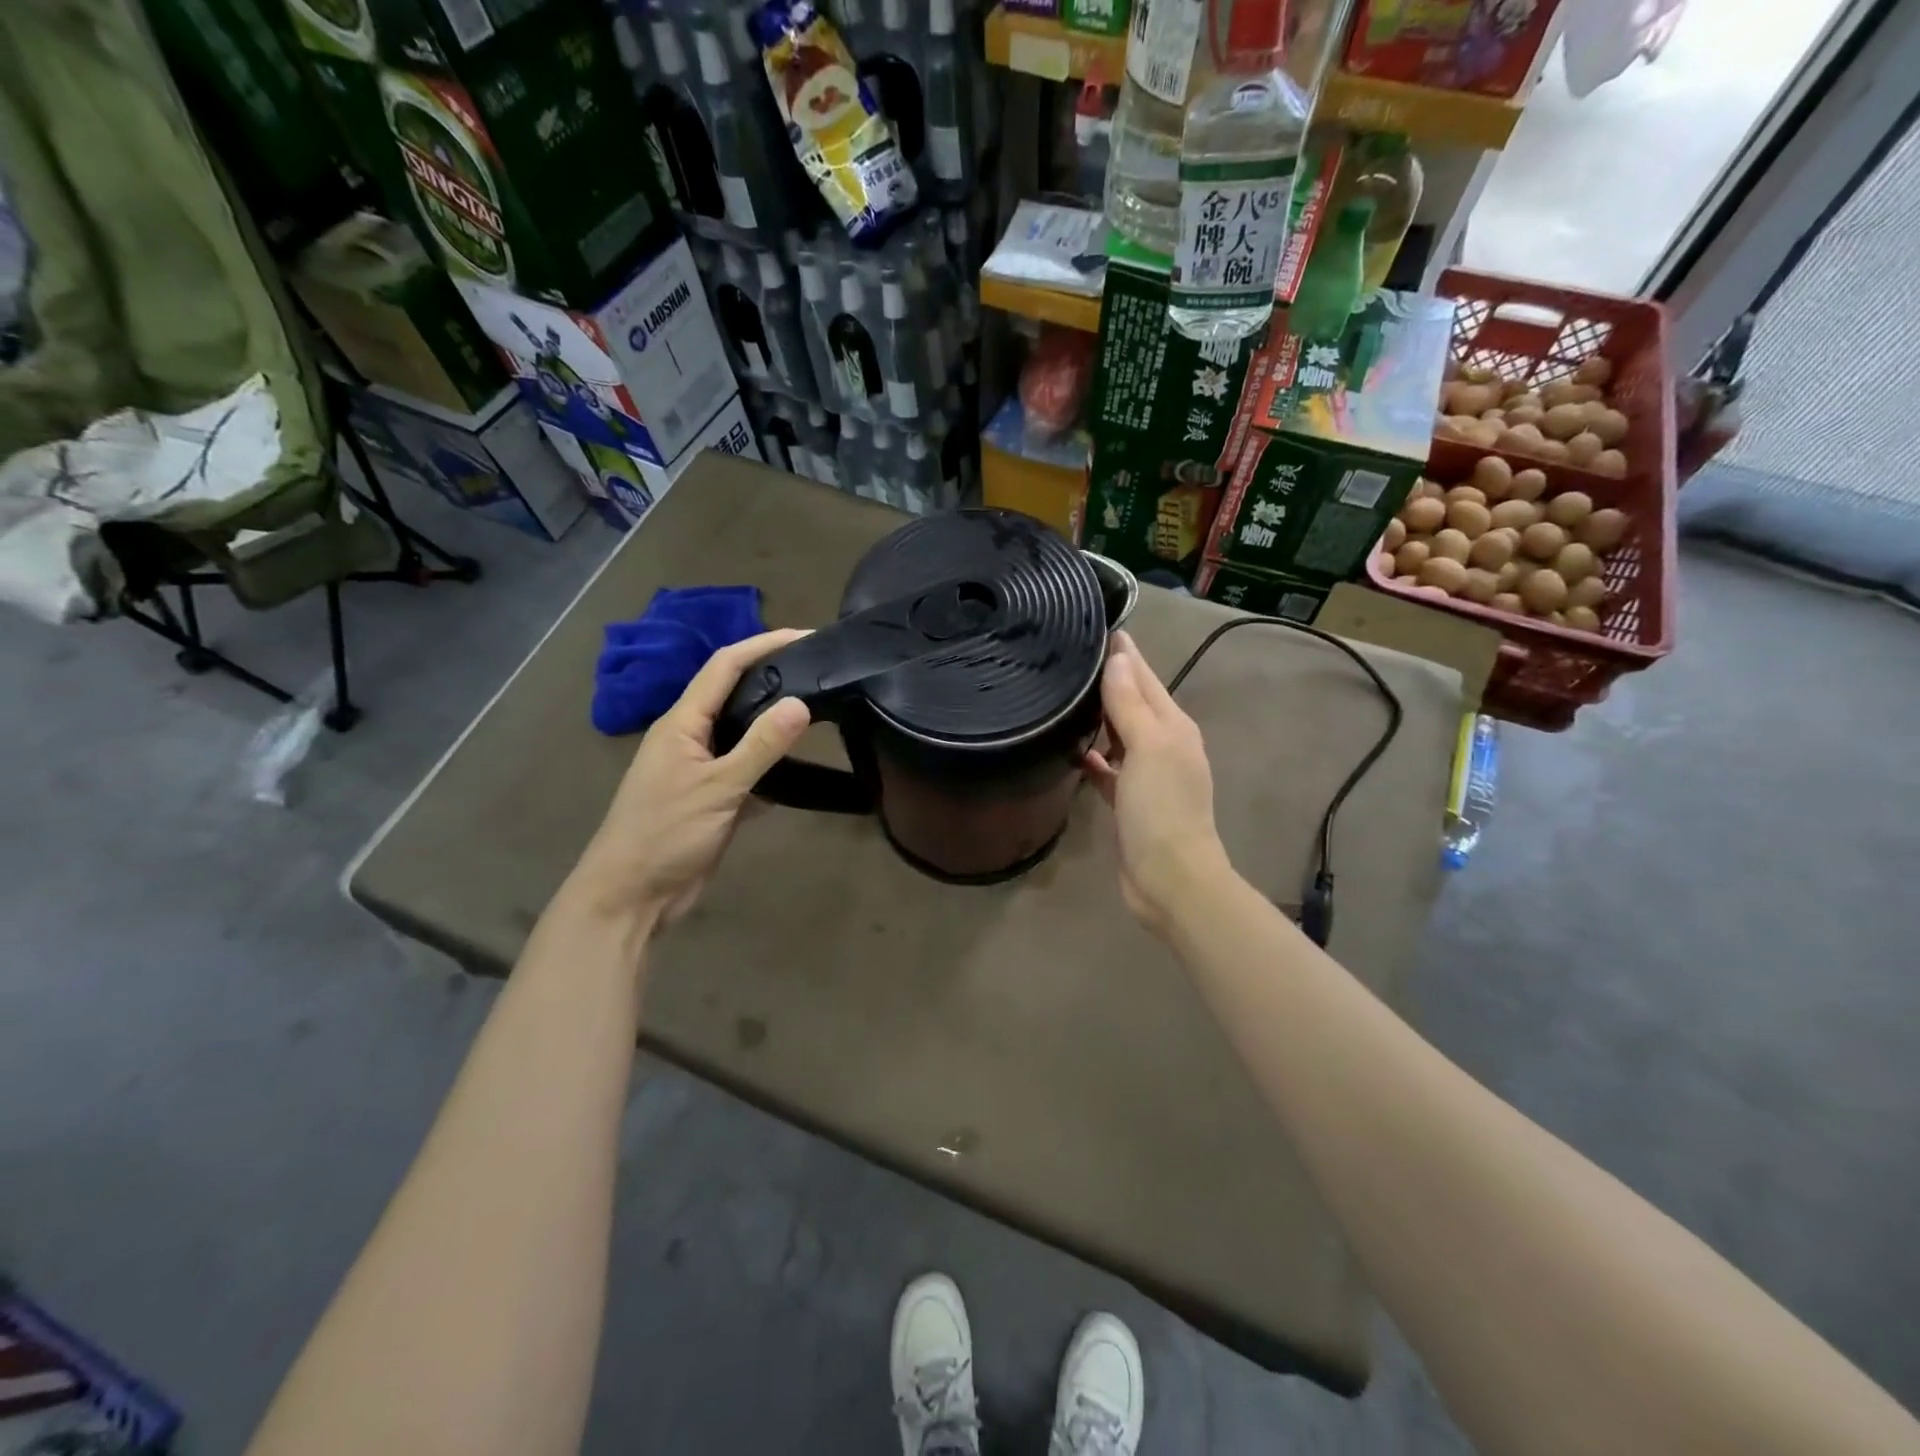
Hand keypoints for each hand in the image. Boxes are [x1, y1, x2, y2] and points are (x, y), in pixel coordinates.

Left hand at [566, 629, 811, 931]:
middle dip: (773, 677)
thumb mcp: (717, 788)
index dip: (763, 644)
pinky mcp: (712, 800)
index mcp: (682, 723)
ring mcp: (700, 770)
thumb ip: (760, 746)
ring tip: (818, 713)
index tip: (806, 635)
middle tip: (819, 671)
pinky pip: (747, 773)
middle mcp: (690, 738)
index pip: (725, 667)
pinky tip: (800, 774)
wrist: (631, 897)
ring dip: (774, 725)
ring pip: (743, 735)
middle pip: (734, 694)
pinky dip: (771, 771)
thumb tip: (800, 703)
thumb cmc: (665, 834)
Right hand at [1083, 631, 1230, 936]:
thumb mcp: (1148, 748)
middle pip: (1133, 703)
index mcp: (1173, 727)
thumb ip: (1130, 704)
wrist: (1170, 878)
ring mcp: (1148, 775)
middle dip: (1109, 679)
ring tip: (1067, 695)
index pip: (1145, 678)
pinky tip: (1074, 750)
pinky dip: (1095, 757)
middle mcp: (1164, 745)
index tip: (1097, 626)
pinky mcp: (1130, 802)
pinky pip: (1110, 769)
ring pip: (1120, 734)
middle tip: (1072, 657)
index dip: (1124, 654)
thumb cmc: (1162, 809)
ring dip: (1100, 716)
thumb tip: (1118, 659)